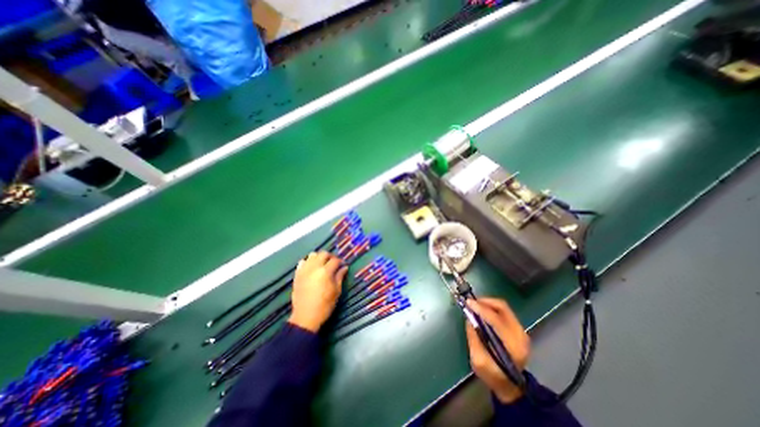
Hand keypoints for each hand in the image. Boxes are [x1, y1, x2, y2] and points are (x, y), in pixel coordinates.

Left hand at [288, 252, 346, 330]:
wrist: (305, 317)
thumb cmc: (324, 305)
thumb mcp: (336, 291)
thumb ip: (340, 277)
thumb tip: (344, 268)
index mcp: (325, 272)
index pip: (335, 260)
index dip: (340, 261)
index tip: (342, 265)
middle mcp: (314, 267)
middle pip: (323, 254)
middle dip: (330, 256)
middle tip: (333, 263)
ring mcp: (304, 270)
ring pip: (312, 255)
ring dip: (318, 257)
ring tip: (322, 264)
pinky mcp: (297, 275)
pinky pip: (302, 262)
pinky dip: (307, 262)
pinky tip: (311, 269)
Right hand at [463, 297, 529, 403]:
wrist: (511, 386)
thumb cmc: (493, 375)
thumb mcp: (478, 361)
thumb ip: (473, 338)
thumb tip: (469, 318)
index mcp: (512, 346)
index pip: (496, 320)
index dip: (481, 309)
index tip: (468, 303)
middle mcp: (520, 335)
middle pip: (503, 308)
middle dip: (485, 301)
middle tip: (471, 302)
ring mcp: (522, 331)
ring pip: (503, 307)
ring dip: (488, 303)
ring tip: (475, 305)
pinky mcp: (519, 329)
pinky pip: (504, 311)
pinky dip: (492, 307)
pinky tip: (483, 310)